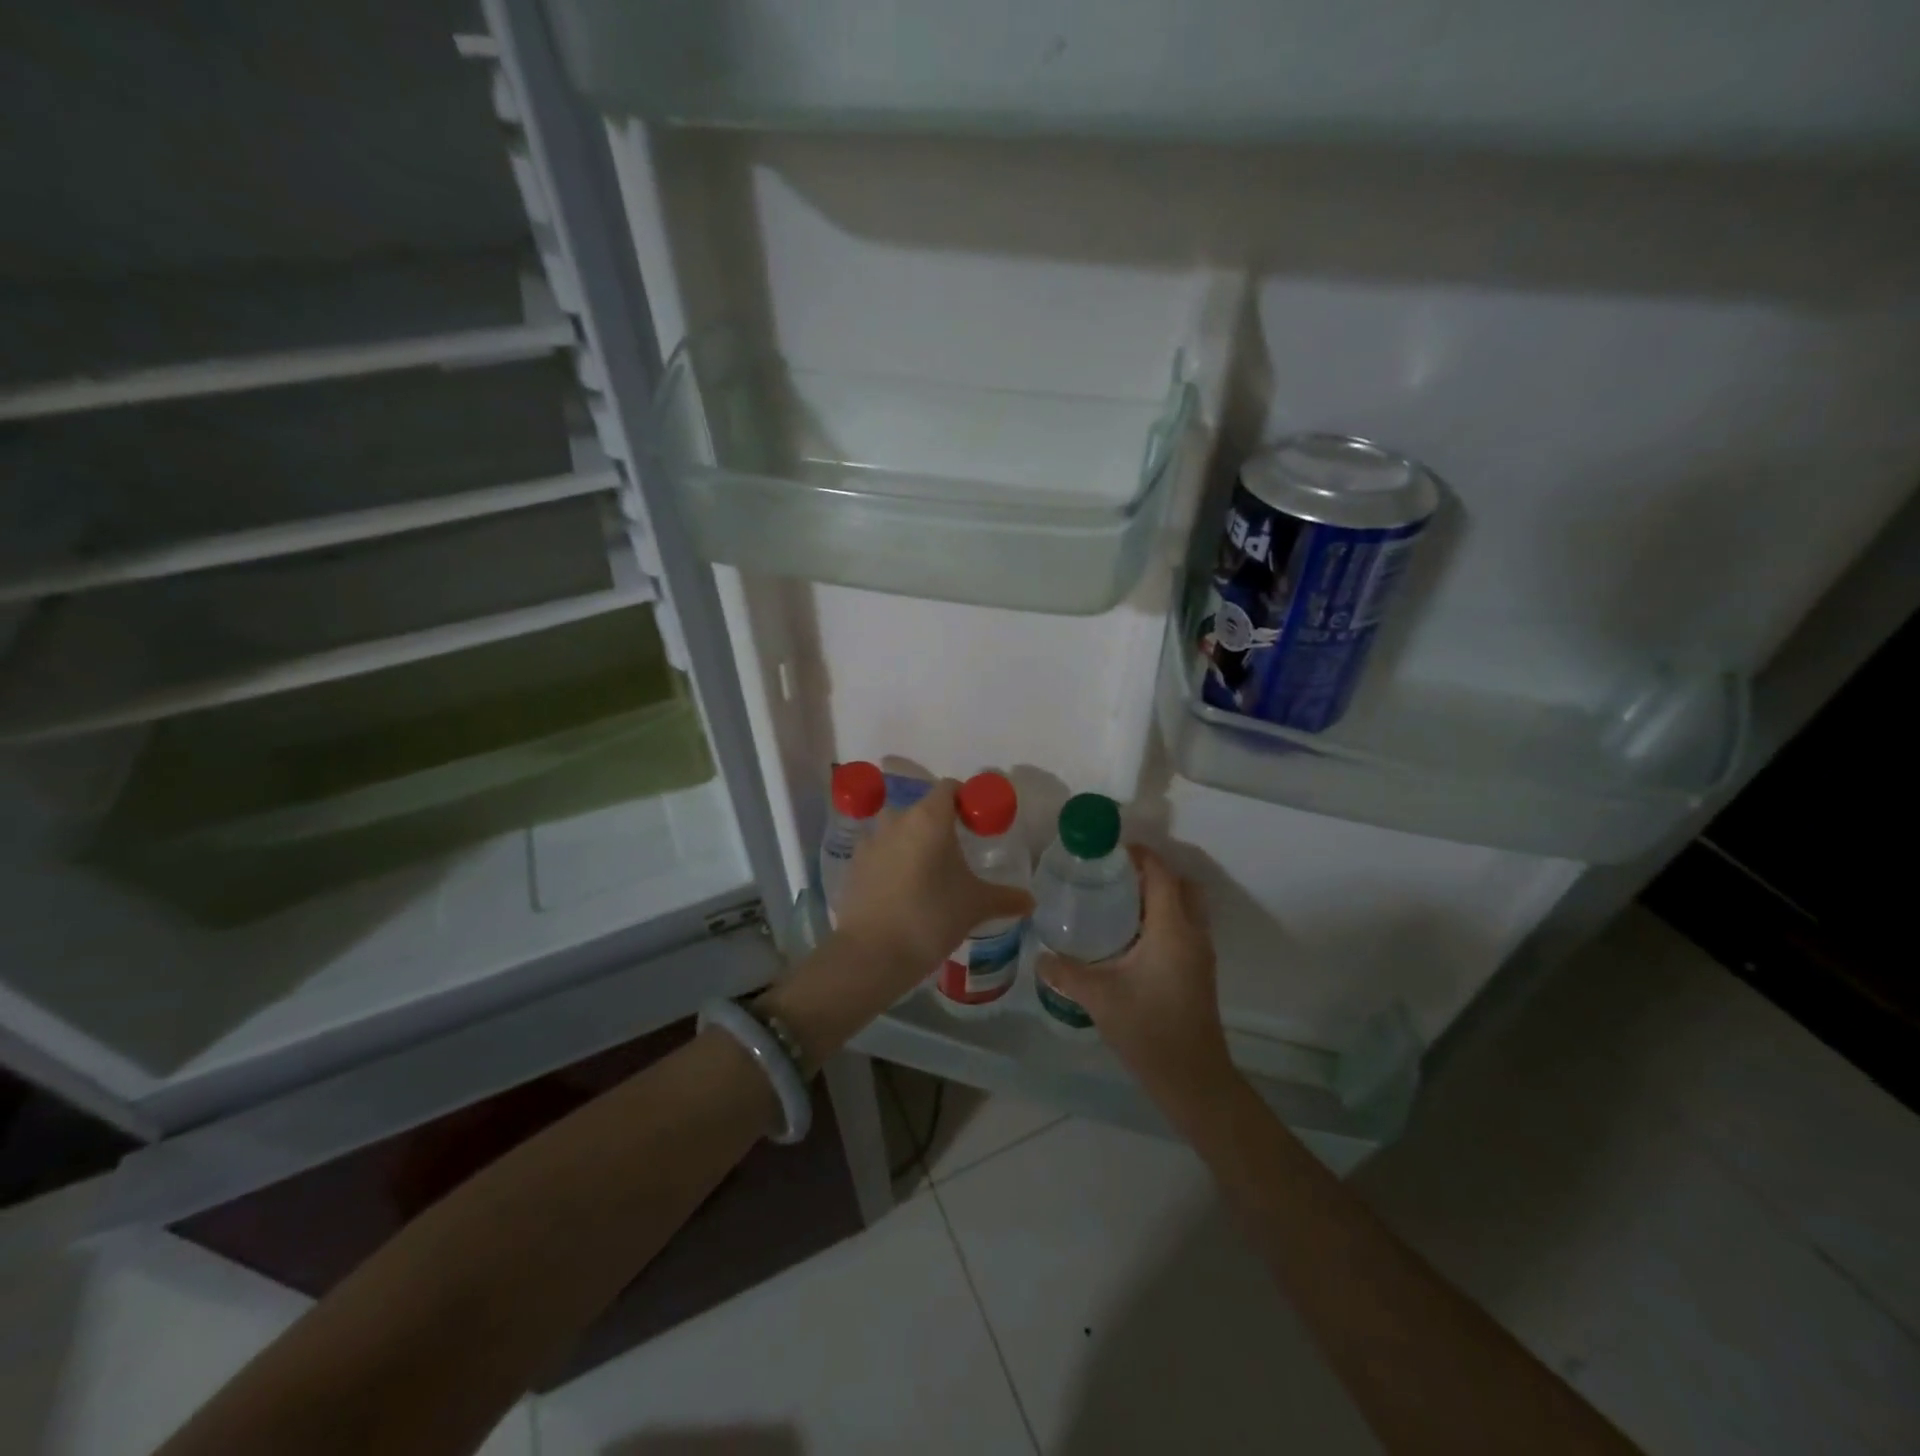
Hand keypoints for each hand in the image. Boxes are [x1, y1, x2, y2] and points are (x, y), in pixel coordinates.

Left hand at [832, 778, 1035, 996]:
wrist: (872, 953)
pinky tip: (903, 890)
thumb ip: (1005, 898)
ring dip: (912, 843)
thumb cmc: (931, 916)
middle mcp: (897, 819)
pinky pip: (879, 853)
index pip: (950, 789)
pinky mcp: (854, 865)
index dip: (966, 801)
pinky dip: (892, 862)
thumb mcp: (975, 906)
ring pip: (898, 831)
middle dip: (939, 826)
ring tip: (929, 874)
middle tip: (957, 854)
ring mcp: (871, 841)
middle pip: (922, 809)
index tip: (978, 825)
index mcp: (929, 817)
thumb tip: (1030, 901)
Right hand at [1038, 846, 1235, 1110]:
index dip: (1141, 856)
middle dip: (1154, 874)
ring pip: (1188, 908)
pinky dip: (1165, 919)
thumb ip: (1066, 972)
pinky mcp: (1199, 972)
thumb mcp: (1099, 997)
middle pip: (1182, 885)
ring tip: (1120, 903)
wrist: (1193, 1079)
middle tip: (1116, 877)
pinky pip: (1186, 928)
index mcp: (1172, 929)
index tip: (1111, 851)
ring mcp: (1200, 954)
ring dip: (1161, 897)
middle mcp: (1192, 934)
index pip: (1162, 875)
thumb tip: (1039, 956)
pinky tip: (1131, 939)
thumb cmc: (1148, 1029)